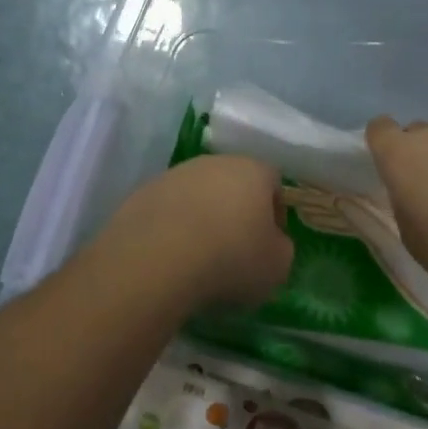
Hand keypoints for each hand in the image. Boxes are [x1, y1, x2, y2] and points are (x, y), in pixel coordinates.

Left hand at [93, 155, 293, 310]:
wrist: (159, 255)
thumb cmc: (231, 257)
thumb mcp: (276, 266)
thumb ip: (281, 249)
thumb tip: (271, 243)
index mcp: (253, 170)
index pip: (273, 182)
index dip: (275, 212)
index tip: (270, 243)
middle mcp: (215, 162)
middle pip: (234, 183)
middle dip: (237, 211)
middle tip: (236, 249)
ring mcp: (177, 173)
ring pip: (200, 192)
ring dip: (204, 216)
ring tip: (200, 255)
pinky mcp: (146, 190)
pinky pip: (170, 207)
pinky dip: (174, 226)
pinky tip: (172, 254)